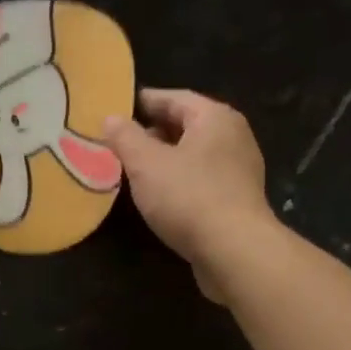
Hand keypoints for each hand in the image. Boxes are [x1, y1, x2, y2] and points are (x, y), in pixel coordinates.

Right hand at [102, 89, 278, 304]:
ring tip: (136, 170)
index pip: (175, 98)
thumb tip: (110, 117)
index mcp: (215, 117)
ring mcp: (240, 171)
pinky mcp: (238, 202)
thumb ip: (125, 137)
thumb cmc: (189, 197)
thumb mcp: (146, 163)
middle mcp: (234, 137)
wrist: (234, 251)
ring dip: (167, 160)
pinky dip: (180, 182)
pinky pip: (203, 181)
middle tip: (122, 142)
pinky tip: (161, 197)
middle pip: (188, 126)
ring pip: (195, 156)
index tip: (117, 109)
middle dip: (154, 132)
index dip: (144, 101)